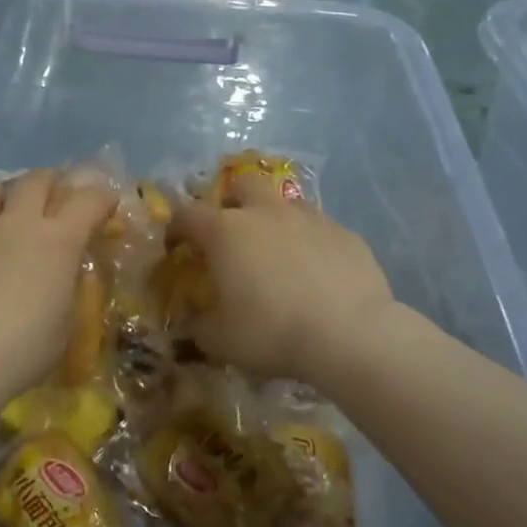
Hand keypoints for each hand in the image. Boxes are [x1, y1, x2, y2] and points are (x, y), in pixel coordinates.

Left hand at [0, 170, 116, 399]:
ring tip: (11, 206)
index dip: (103, 197)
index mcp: (58, 242)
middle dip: (52, 182)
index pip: (89, 200)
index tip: (108, 204)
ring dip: (8, 192)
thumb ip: (68, 291)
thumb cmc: (22, 351)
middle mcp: (18, 225)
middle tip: (56, 197)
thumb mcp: (65, 326)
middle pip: (37, 180)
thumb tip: (65, 275)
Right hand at [169, 170, 397, 382]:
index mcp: (226, 231)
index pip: (187, 214)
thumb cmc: (272, 332)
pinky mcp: (346, 234)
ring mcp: (310, 219)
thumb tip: (193, 324)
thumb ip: (199, 327)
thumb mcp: (220, 341)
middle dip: (232, 201)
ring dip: (274, 220)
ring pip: (285, 204)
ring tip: (277, 254)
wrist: (350, 335)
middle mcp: (265, 213)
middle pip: (242, 184)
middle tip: (232, 233)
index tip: (176, 247)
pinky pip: (320, 229)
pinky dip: (311, 244)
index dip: (177, 228)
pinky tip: (317, 274)